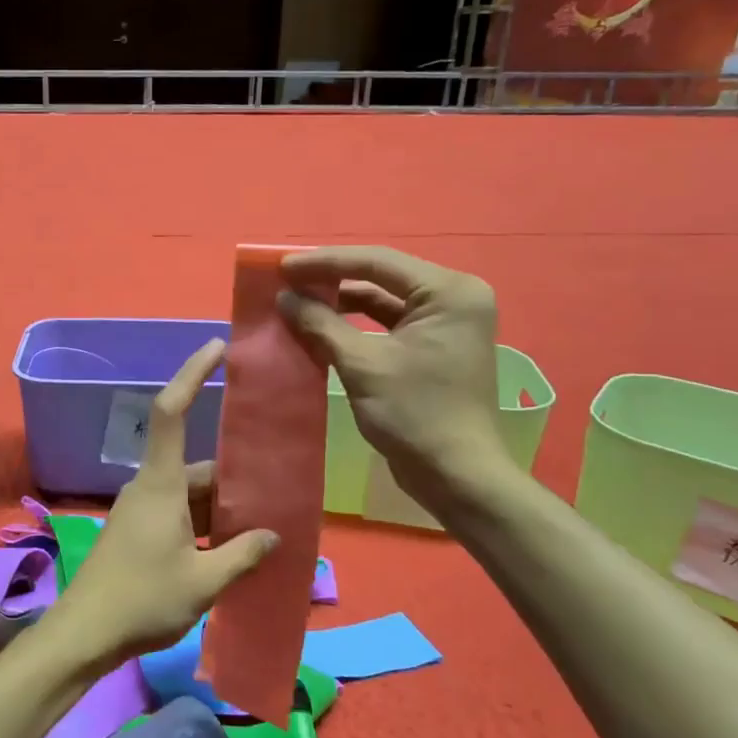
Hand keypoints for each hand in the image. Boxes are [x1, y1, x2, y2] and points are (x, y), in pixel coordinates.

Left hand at [43, 339, 278, 669]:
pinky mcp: (138, 532)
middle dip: (235, 478)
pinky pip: (180, 514)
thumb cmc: (143, 600)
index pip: (171, 412)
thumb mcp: (203, 581)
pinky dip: (207, 524)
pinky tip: (233, 549)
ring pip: (191, 494)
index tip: (215, 347)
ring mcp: (141, 511)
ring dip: (223, 508)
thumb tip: (272, 535)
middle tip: (279, 491)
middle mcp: (149, 488)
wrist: (85, 635)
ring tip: (266, 526)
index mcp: (160, 484)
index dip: (192, 374)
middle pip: (197, 466)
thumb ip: (241, 555)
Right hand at [276, 246, 512, 499]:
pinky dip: (355, 324)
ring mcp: (445, 323)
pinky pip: (388, 323)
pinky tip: (321, 326)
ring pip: (382, 299)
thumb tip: (284, 297)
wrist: (455, 475)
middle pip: (381, 276)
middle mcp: (453, 298)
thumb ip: (321, 324)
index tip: (282, 267)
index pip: (377, 262)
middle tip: (286, 281)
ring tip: (297, 301)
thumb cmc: (414, 413)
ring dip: (340, 301)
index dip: (325, 262)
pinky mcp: (433, 346)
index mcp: (448, 292)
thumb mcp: (362, 364)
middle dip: (331, 279)